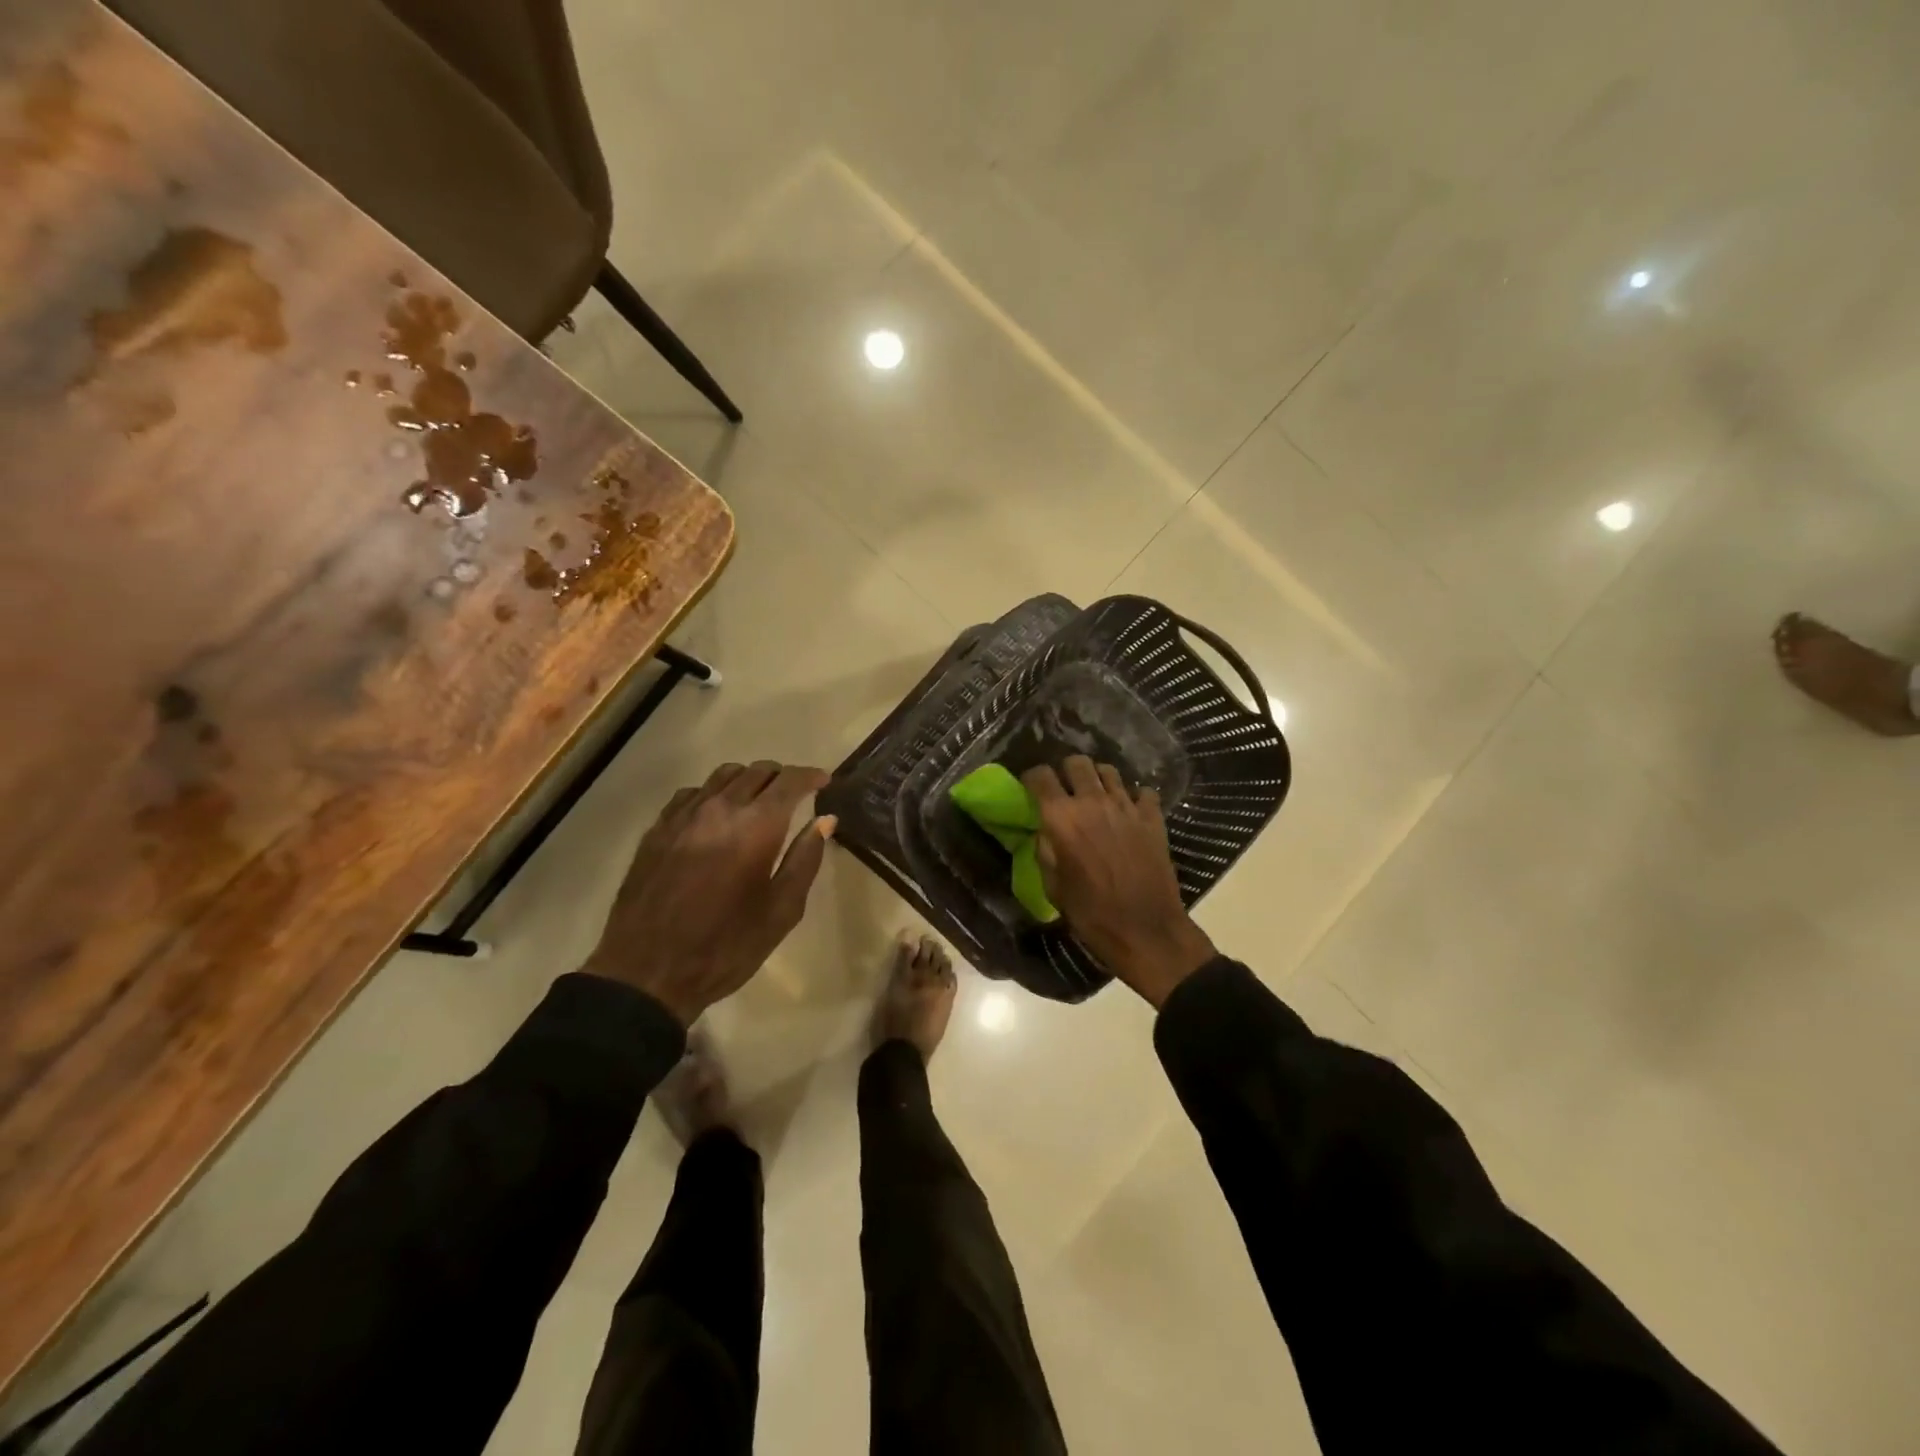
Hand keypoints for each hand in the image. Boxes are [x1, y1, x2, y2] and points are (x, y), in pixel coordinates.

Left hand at [583, 761, 834, 1024]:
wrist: (647, 973)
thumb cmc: (726, 946)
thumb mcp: (782, 911)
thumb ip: (805, 859)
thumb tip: (824, 820)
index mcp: (756, 826)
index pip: (789, 781)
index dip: (811, 776)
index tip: (823, 782)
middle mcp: (720, 808)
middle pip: (757, 771)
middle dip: (782, 777)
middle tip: (795, 795)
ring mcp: (683, 816)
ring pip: (723, 776)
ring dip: (748, 781)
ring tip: (757, 802)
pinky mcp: (657, 829)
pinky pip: (692, 794)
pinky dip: (713, 795)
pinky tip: (716, 817)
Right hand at [1023, 757, 1215, 1007]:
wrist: (1146, 931)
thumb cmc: (1091, 914)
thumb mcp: (1053, 887)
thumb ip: (1045, 852)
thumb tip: (1045, 832)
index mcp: (1062, 818)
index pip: (1040, 776)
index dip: (1032, 778)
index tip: (1031, 788)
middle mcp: (1093, 802)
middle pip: (1077, 763)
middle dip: (1066, 771)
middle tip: (1065, 790)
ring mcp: (1126, 807)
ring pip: (1109, 771)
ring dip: (1098, 779)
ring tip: (1096, 796)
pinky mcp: (1153, 818)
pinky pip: (1143, 792)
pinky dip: (1134, 797)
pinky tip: (1129, 812)